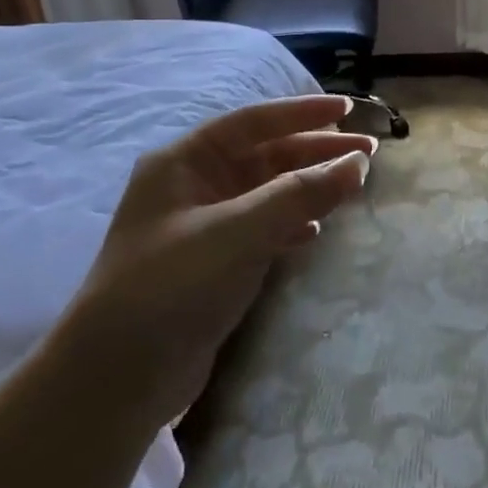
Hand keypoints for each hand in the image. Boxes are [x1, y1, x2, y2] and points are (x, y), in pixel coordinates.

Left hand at [53, 94, 375, 428]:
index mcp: (184, 163)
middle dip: (316, 151)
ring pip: (269, 192)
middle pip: (266, 155)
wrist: (118, 378)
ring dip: (310, 186)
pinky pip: (265, 227)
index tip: (348, 109)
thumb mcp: (237, 232)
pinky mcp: (215, 263)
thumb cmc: (171, 287)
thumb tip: (358, 164)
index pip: (253, 122)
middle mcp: (193, 186)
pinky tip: (317, 231)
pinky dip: (294, 223)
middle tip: (369, 153)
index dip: (302, 112)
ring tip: (354, 186)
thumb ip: (300, 194)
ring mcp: (204, 226)